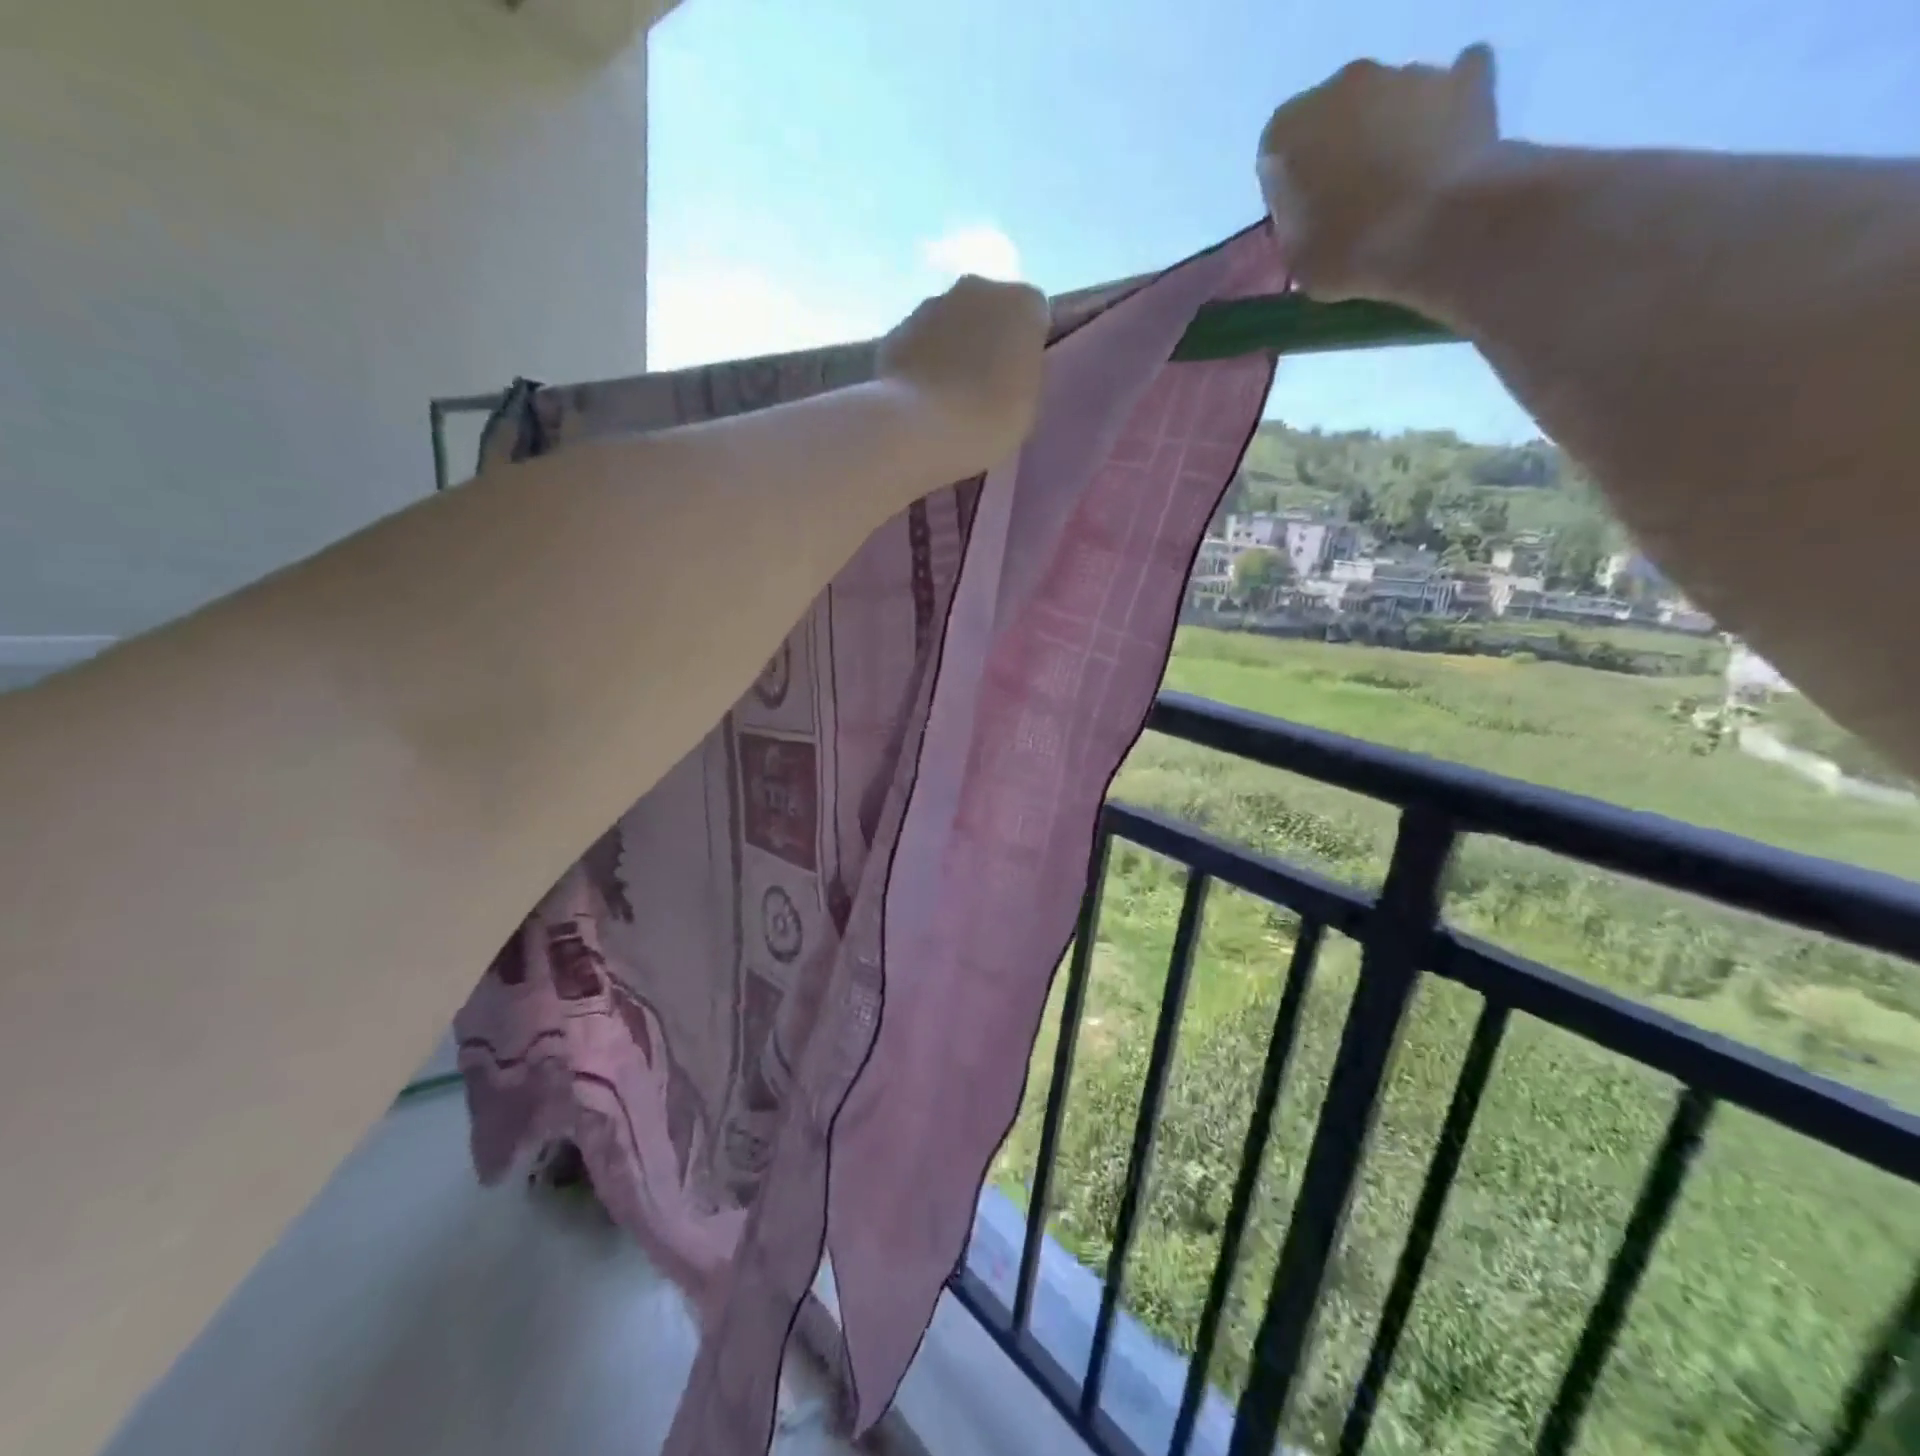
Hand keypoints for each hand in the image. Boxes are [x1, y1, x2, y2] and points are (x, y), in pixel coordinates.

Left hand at [877, 274, 1049, 468]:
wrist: (918, 431)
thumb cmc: (988, 422)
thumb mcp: (1029, 404)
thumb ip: (1022, 373)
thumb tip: (1006, 369)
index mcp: (1022, 303)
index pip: (1034, 317)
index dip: (1025, 349)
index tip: (1018, 382)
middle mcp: (977, 288)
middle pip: (988, 312)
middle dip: (985, 342)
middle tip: (983, 390)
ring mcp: (930, 304)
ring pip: (948, 325)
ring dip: (950, 351)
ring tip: (947, 400)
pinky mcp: (895, 330)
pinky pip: (917, 345)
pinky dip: (919, 364)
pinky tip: (920, 401)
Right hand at [1258, 45, 1499, 300]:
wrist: (1441, 233)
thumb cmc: (1349, 253)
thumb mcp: (1296, 260)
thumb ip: (1294, 227)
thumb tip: (1309, 217)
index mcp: (1287, 132)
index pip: (1276, 157)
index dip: (1288, 191)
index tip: (1305, 219)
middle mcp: (1341, 87)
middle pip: (1332, 120)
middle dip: (1337, 153)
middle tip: (1350, 205)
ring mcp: (1406, 75)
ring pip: (1386, 105)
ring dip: (1387, 136)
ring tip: (1400, 192)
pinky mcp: (1462, 80)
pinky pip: (1448, 91)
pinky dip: (1444, 115)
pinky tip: (1443, 155)